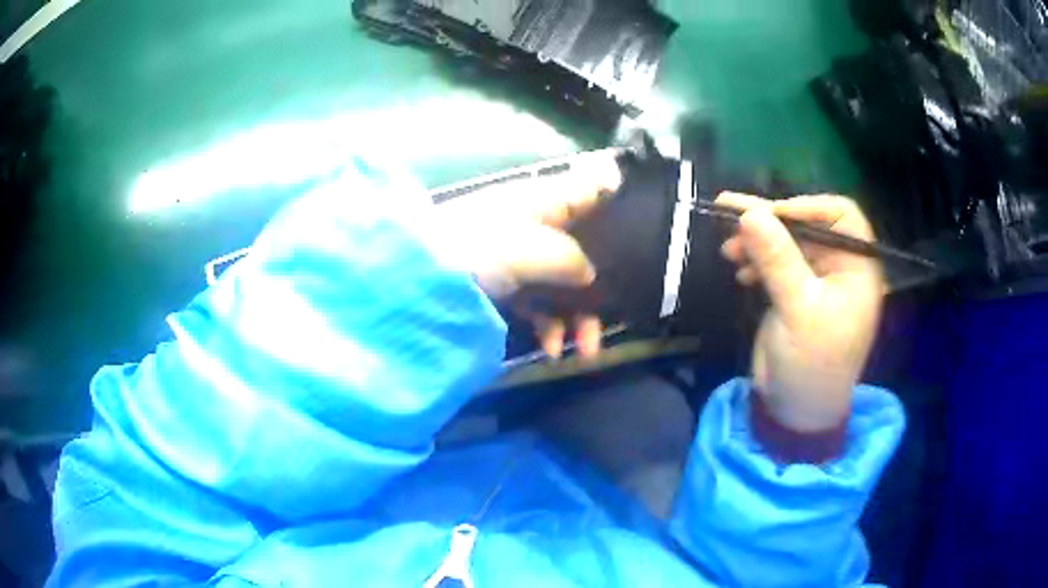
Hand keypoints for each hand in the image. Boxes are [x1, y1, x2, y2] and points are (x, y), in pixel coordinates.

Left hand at [433, 151, 622, 359]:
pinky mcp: (504, 288)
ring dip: (577, 319)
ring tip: (584, 351)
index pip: (588, 192)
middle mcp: (535, 227)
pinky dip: (548, 328)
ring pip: (562, 285)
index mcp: (543, 203)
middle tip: (610, 321)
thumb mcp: (534, 249)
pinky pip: (537, 307)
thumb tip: (590, 274)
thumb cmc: (480, 249)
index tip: (640, 232)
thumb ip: (571, 259)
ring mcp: (519, 260)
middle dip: (598, 288)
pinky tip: (552, 350)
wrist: (418, 280)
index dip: (615, 203)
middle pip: (582, 252)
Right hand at [717, 193, 883, 431]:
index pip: (841, 216)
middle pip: (807, 226)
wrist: (796, 411)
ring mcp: (815, 280)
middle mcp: (839, 268)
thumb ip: (777, 260)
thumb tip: (751, 213)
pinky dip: (756, 260)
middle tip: (731, 215)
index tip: (772, 214)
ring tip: (728, 247)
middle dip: (772, 222)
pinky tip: (739, 268)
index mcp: (856, 268)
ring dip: (757, 240)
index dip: (808, 206)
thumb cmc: (812, 364)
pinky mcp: (794, 293)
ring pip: (787, 243)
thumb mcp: (798, 311)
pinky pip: (775, 263)